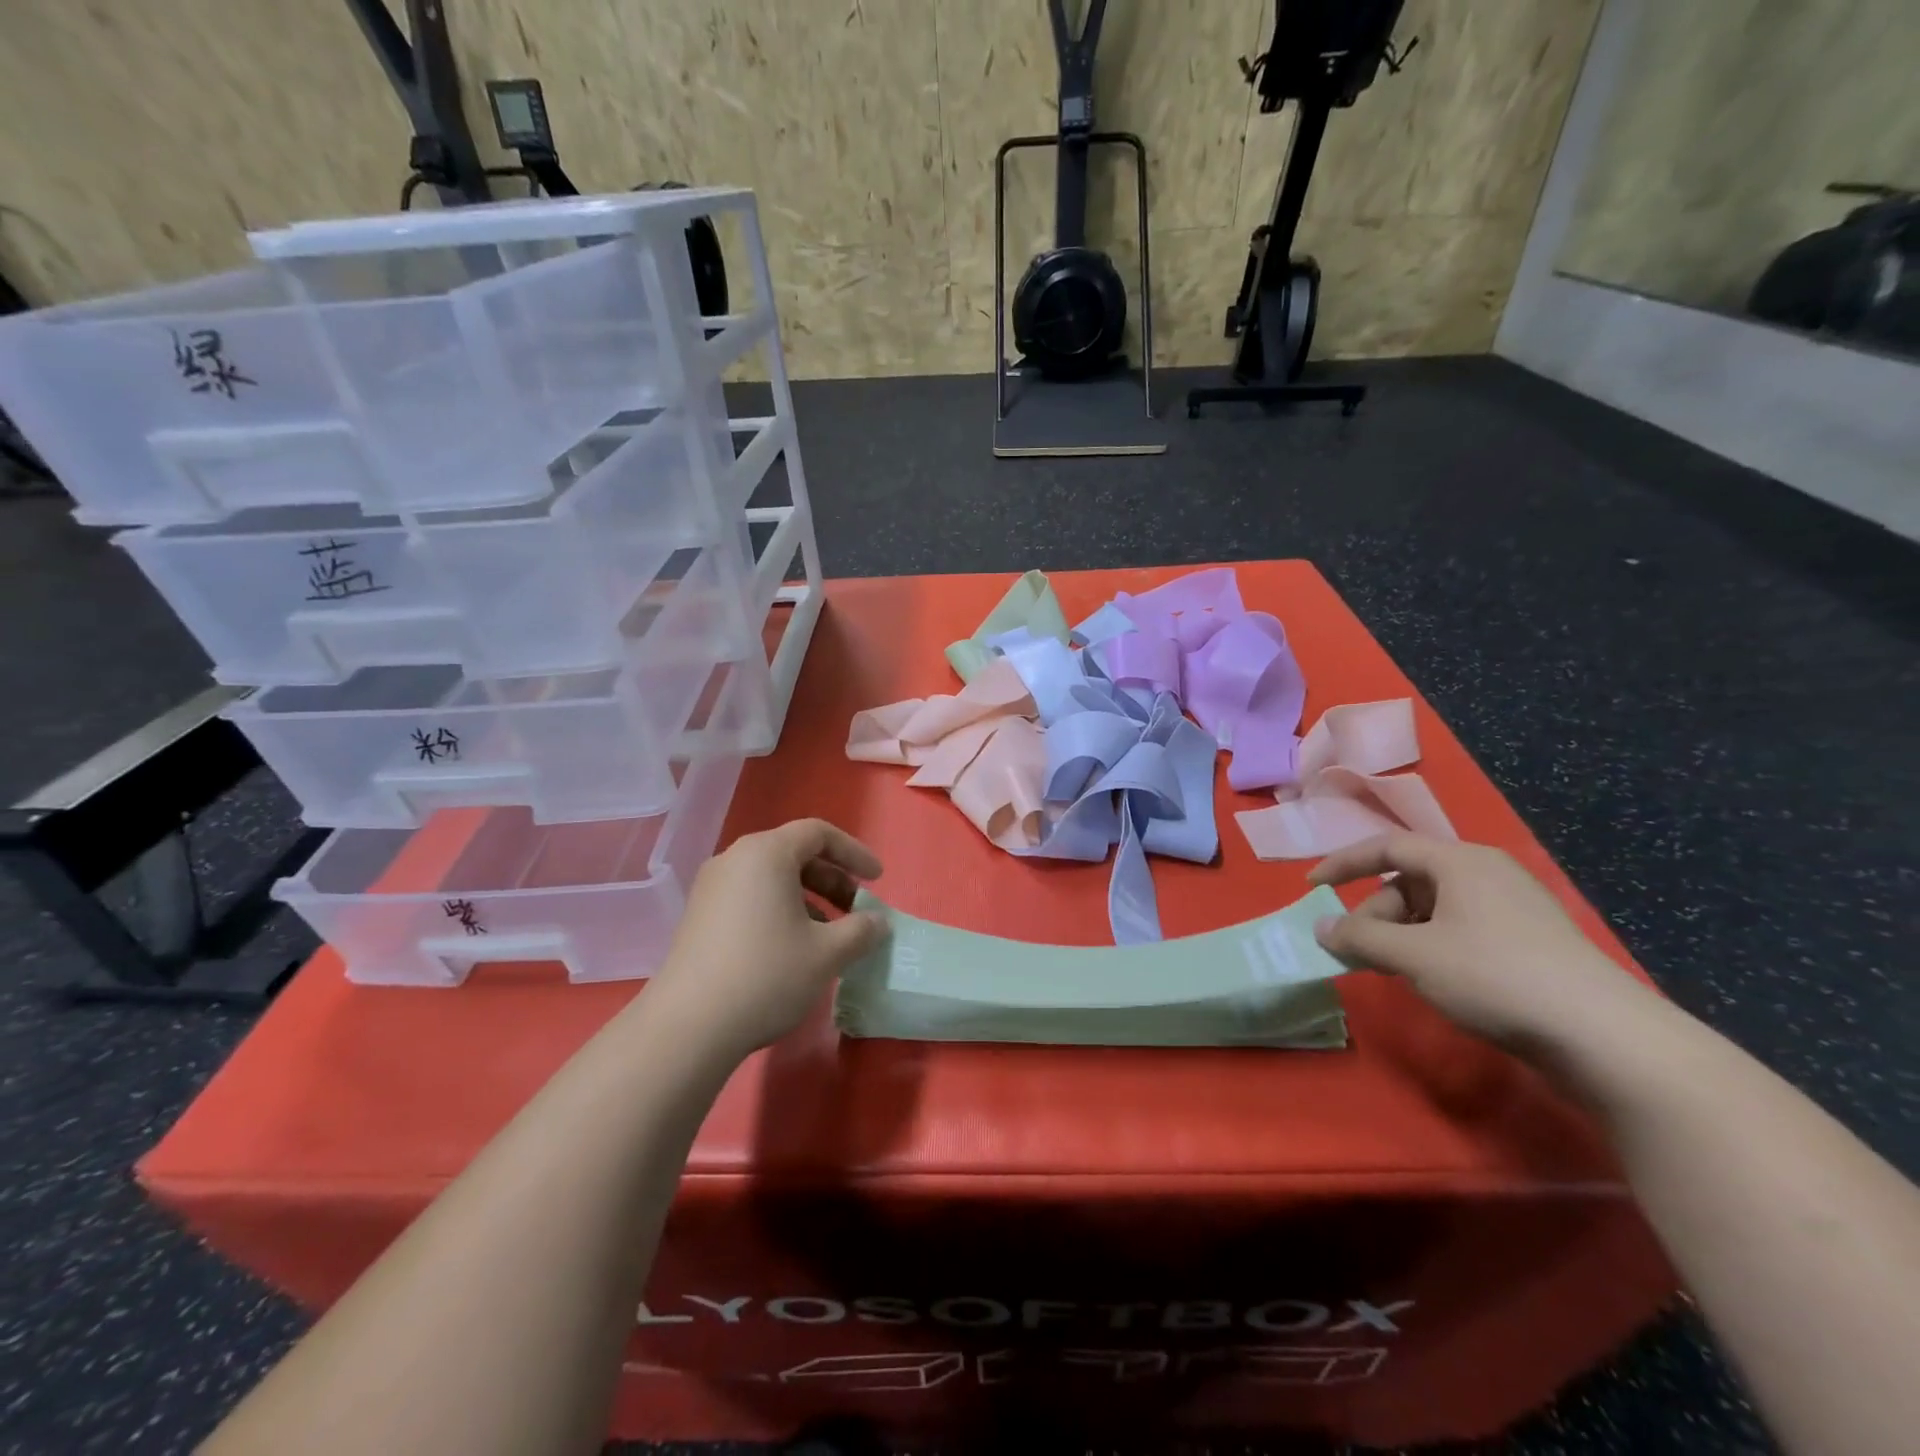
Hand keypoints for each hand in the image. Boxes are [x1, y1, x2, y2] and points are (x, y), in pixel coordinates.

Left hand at [647, 819, 886, 1058]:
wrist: (688, 1027)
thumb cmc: (767, 974)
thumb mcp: (828, 953)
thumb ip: (862, 930)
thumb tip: (878, 923)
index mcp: (766, 853)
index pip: (818, 833)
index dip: (854, 852)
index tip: (877, 880)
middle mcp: (735, 859)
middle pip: (794, 853)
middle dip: (832, 878)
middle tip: (857, 909)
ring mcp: (711, 888)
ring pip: (771, 878)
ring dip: (808, 898)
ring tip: (828, 934)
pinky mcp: (699, 917)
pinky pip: (750, 897)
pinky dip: (780, 910)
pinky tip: (792, 948)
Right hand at [1308, 833, 1654, 1051]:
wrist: (1606, 1038)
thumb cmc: (1495, 977)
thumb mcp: (1414, 955)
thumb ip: (1360, 937)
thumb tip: (1322, 927)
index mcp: (1461, 862)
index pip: (1387, 847)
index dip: (1343, 863)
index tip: (1312, 888)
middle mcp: (1487, 875)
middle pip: (1409, 881)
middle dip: (1375, 914)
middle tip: (1358, 952)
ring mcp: (1513, 909)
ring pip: (1434, 910)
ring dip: (1401, 935)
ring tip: (1393, 971)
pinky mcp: (1531, 944)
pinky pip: (1461, 930)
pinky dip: (1432, 947)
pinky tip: (1432, 980)